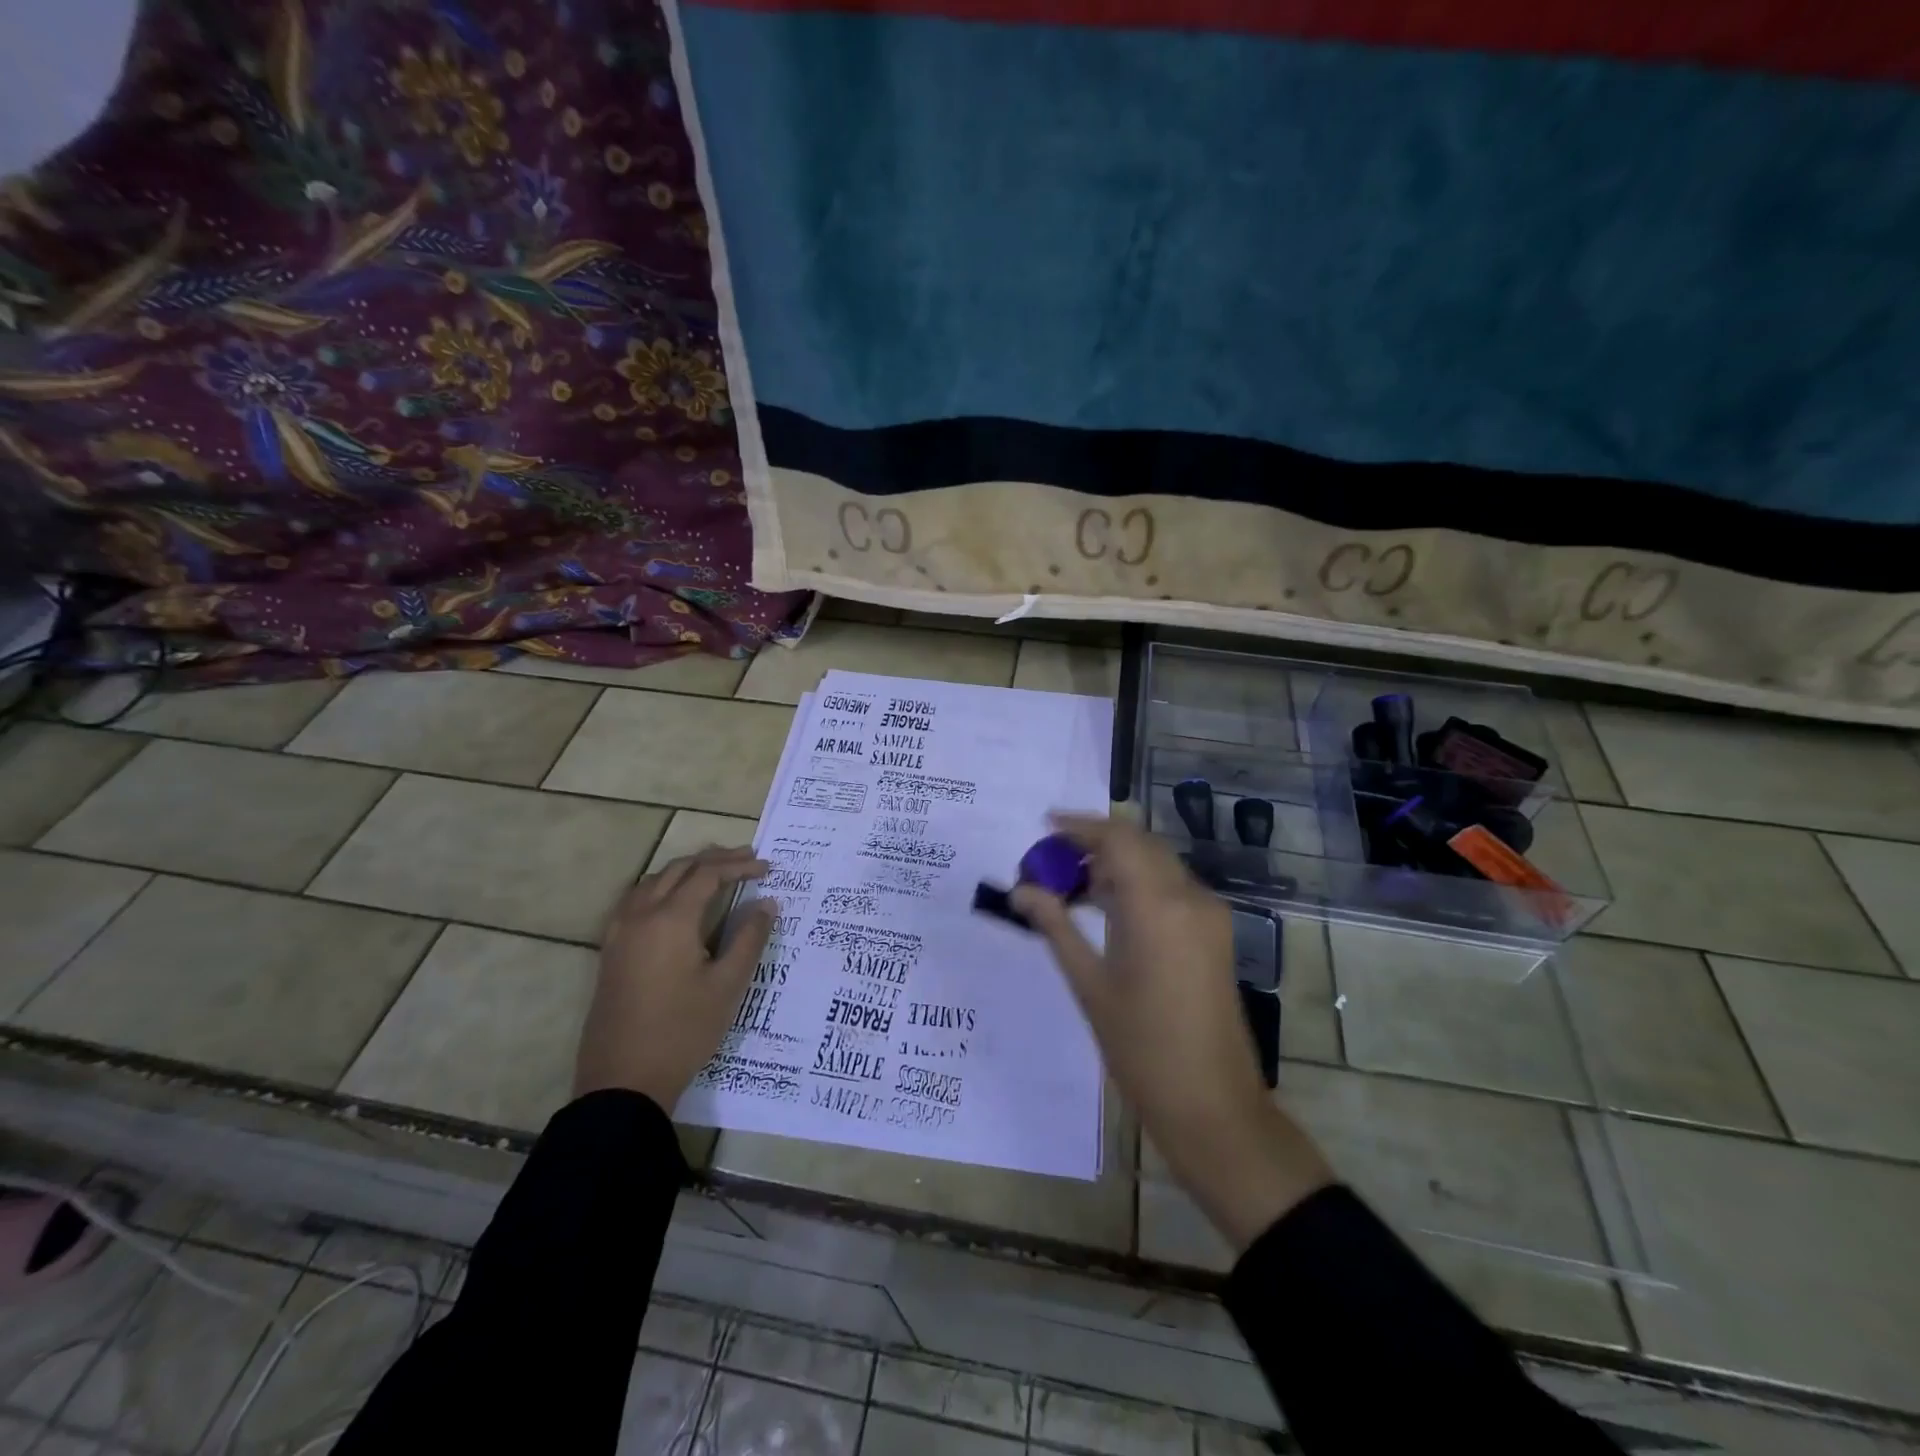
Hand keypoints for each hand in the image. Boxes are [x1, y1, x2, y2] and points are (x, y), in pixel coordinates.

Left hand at [573, 845, 776, 1109]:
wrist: (623, 1081)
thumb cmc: (682, 1031)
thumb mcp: (727, 985)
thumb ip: (749, 938)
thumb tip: (767, 903)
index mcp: (671, 919)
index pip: (708, 875)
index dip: (739, 866)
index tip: (767, 868)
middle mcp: (640, 915)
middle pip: (679, 870)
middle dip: (714, 860)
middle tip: (747, 860)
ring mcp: (619, 932)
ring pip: (654, 880)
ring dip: (686, 870)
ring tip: (715, 873)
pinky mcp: (610, 950)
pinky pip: (636, 899)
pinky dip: (662, 886)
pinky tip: (674, 900)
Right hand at [1012, 815, 1330, 1249]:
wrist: (1212, 1105)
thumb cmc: (1142, 1048)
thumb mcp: (1089, 984)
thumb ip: (1055, 926)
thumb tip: (1021, 890)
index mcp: (1158, 906)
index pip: (1117, 839)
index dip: (1079, 826)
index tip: (1044, 825)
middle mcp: (1189, 897)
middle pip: (1139, 844)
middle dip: (1094, 843)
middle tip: (1050, 859)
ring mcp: (1208, 914)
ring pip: (1156, 863)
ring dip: (1115, 863)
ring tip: (1069, 884)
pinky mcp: (1214, 932)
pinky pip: (1171, 888)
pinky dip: (1137, 884)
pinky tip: (1104, 905)